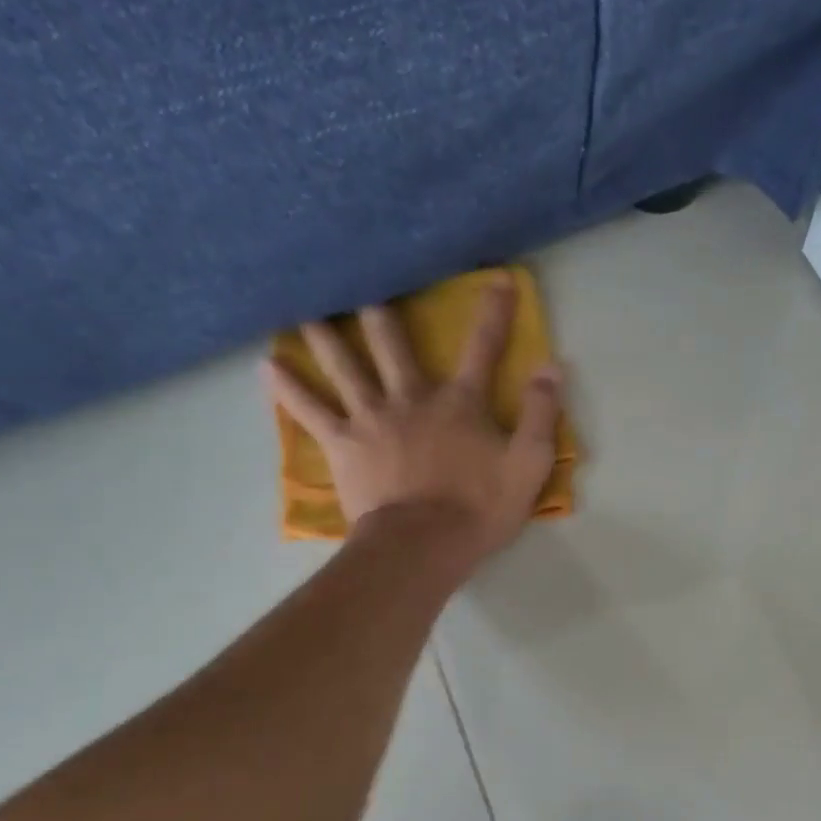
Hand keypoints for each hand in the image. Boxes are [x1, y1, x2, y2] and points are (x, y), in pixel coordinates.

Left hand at [261, 276, 562, 564]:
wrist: (423, 545)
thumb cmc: (479, 509)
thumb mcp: (528, 464)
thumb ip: (540, 413)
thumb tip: (552, 365)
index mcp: (460, 403)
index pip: (482, 348)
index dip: (495, 312)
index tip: (499, 278)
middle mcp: (412, 398)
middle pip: (394, 344)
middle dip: (384, 309)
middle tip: (362, 275)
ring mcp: (372, 418)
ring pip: (345, 365)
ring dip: (326, 333)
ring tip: (305, 305)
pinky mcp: (343, 444)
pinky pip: (311, 410)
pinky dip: (288, 388)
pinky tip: (267, 366)